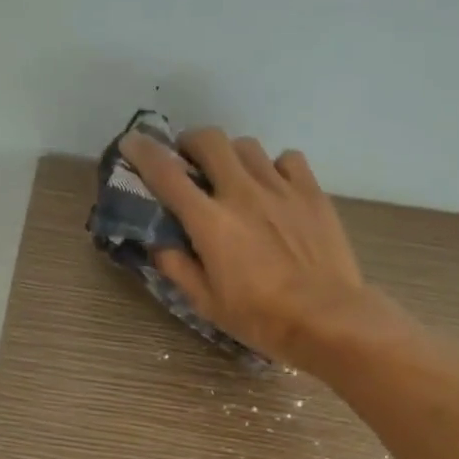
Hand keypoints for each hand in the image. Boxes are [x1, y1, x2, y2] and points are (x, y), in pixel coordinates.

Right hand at [121, 126, 385, 368]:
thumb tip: (160, 244)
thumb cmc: (260, 318)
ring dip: (231, 155)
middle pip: (210, 140)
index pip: (167, 174)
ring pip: (247, 146)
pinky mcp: (312, 192)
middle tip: (188, 160)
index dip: (143, 153)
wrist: (326, 317)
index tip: (132, 143)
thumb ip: (179, 268)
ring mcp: (280, 188)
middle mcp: (242, 193)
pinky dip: (273, 166)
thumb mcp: (207, 303)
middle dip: (191, 143)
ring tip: (232, 176)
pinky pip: (288, 160)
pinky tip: (274, 187)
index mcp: (210, 222)